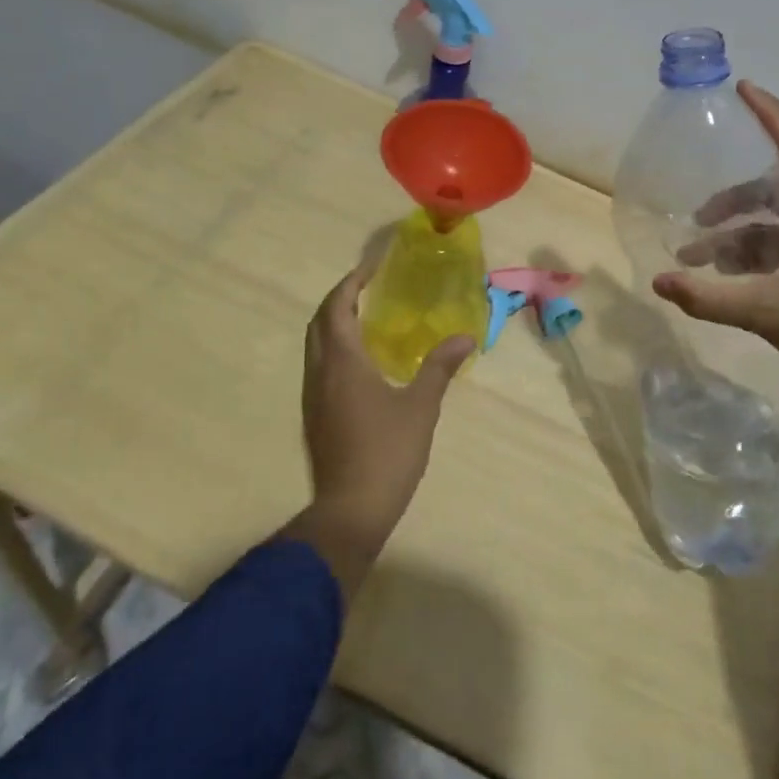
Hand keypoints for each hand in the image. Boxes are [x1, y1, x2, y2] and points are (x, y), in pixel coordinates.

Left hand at [290, 258, 474, 595]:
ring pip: (315, 346)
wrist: (350, 511)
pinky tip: (362, 361)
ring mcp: (313, 397)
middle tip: (369, 288)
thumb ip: (440, 367)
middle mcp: (320, 373)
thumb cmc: (387, 452)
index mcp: (342, 363)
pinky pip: (319, 367)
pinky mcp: (315, 417)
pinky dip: (335, 348)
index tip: (372, 268)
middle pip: (319, 323)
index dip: (351, 283)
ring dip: (334, 324)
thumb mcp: (421, 407)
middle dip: (339, 299)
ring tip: (367, 318)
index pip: (336, 308)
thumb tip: (465, 337)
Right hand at [653, 82, 778, 390]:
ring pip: (771, 222)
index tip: (745, 89)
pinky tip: (723, 278)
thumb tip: (659, 281)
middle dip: (731, 200)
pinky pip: (777, 246)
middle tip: (695, 217)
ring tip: (696, 260)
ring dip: (734, 234)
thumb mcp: (764, 311)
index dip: (772, 114)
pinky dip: (748, 254)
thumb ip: (708, 297)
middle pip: (773, 188)